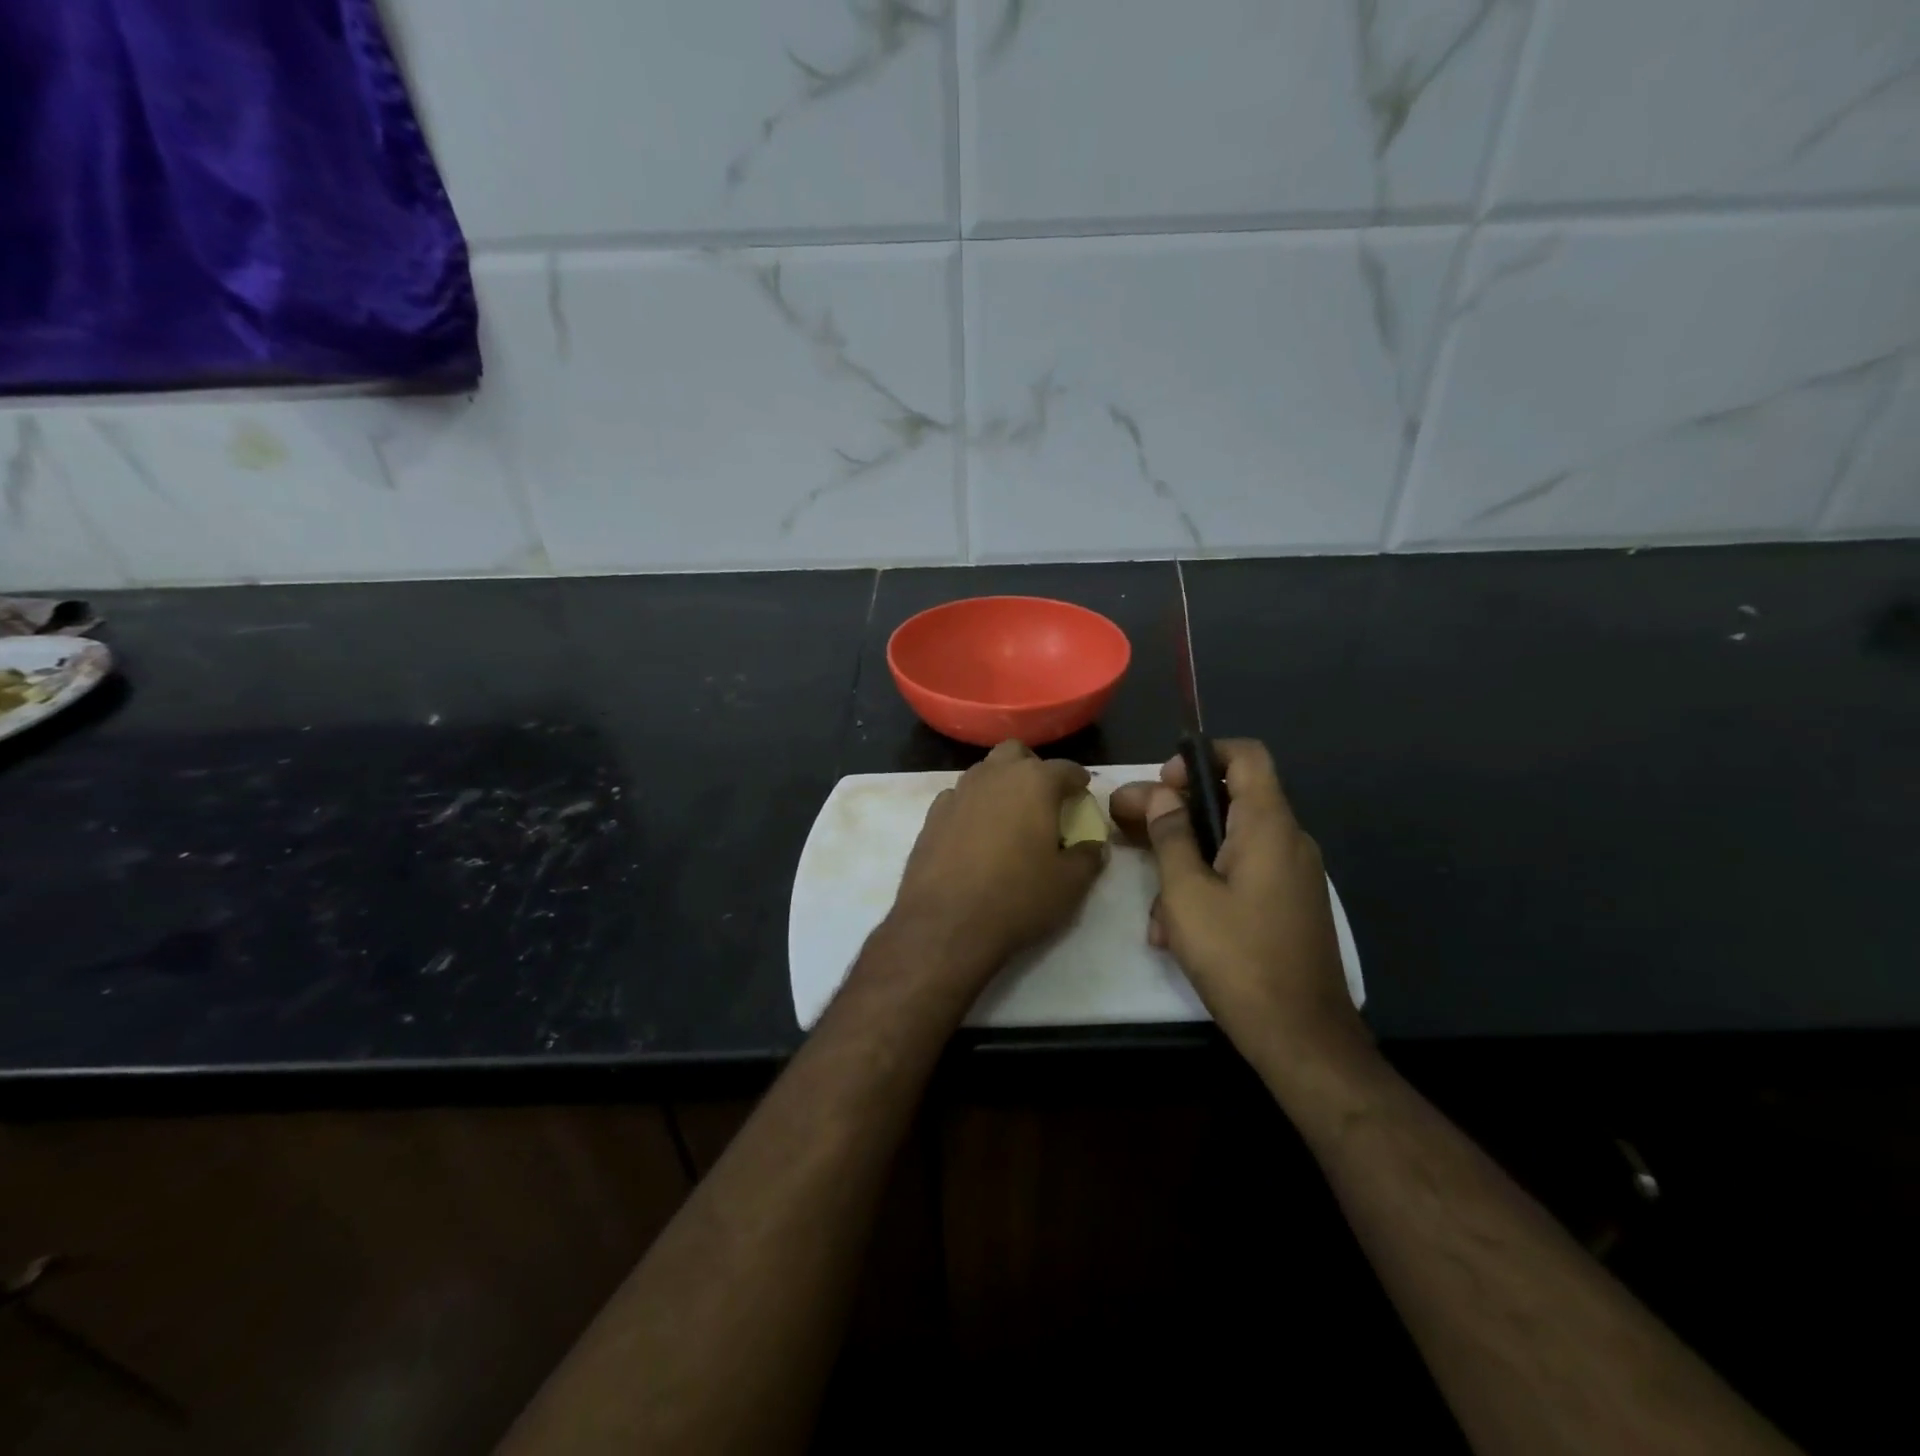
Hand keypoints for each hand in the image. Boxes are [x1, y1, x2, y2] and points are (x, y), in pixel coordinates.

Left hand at [886, 740, 1105, 991]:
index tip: (1083, 793)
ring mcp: (958, 792)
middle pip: (1016, 753)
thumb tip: (1094, 845)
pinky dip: (972, 806)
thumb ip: (1088, 857)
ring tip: (1010, 816)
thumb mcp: (1069, 884)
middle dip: (1033, 768)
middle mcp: (994, 775)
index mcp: (1034, 782)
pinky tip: (975, 833)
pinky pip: (959, 797)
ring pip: (984, 771)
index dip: (1078, 780)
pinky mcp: (932, 815)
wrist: (945, 924)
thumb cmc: (1017, 898)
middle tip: (1043, 798)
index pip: (1065, 768)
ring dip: (1000, 784)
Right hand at [1110, 739, 1366, 1065]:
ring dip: (1184, 860)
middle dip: (1175, 813)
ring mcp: (1291, 875)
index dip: (1200, 757)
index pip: (1245, 756)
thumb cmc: (1238, 957)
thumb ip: (1171, 836)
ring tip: (1151, 904)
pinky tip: (1175, 929)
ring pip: (1228, 844)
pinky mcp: (1288, 905)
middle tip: (1128, 826)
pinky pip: (1242, 876)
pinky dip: (1207, 886)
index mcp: (1268, 826)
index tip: (1163, 785)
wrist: (1302, 1037)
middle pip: (1229, 800)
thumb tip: (1161, 795)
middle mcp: (1287, 840)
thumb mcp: (1186, 894)